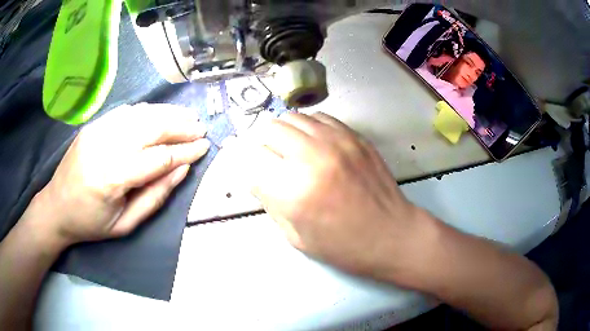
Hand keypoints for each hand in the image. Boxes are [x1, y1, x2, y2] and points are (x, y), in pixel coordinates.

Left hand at [34, 103, 209, 246]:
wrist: (56, 207)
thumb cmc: (91, 223)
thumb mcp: (126, 224)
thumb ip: (155, 197)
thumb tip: (182, 170)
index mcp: (111, 178)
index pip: (158, 158)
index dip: (185, 152)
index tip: (204, 147)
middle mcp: (104, 147)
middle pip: (150, 128)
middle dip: (180, 126)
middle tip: (200, 128)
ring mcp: (97, 131)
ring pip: (140, 114)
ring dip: (167, 113)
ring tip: (187, 116)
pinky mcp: (93, 125)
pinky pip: (125, 112)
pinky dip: (147, 111)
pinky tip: (160, 115)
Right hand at [250, 112, 427, 278]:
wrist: (391, 234)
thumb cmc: (343, 246)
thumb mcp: (296, 236)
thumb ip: (270, 202)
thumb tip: (258, 176)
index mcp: (293, 191)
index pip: (252, 160)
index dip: (250, 168)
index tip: (258, 175)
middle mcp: (312, 157)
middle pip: (270, 129)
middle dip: (265, 146)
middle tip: (273, 162)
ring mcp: (337, 141)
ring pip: (292, 117)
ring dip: (285, 133)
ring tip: (293, 151)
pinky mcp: (354, 136)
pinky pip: (319, 117)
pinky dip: (309, 128)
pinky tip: (315, 144)